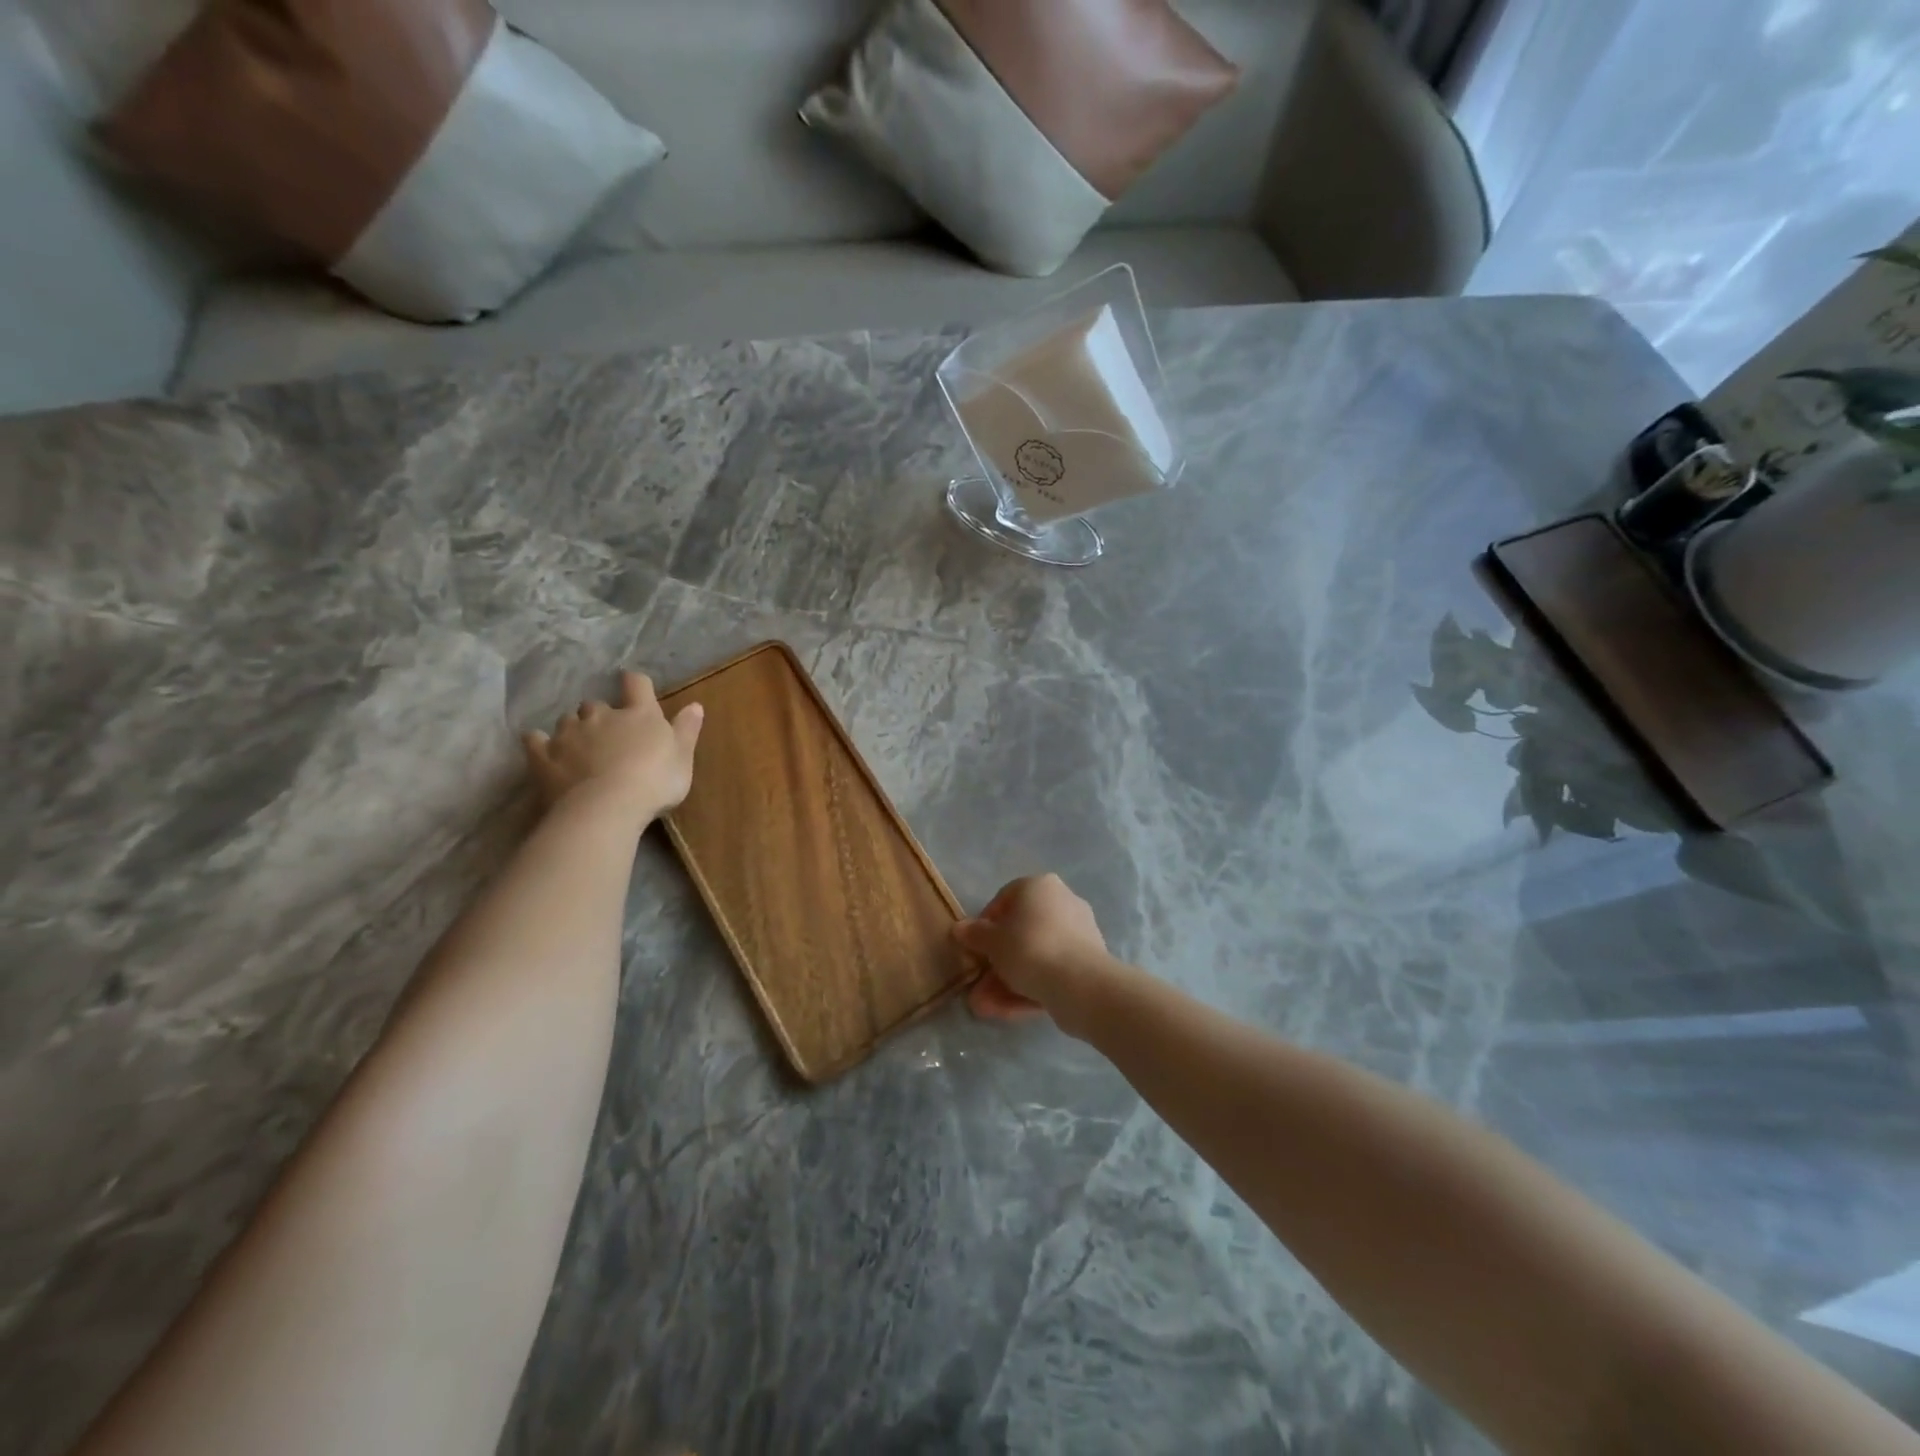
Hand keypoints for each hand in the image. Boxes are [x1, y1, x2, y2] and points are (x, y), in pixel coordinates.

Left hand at [523, 670, 703, 821]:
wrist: (606, 807)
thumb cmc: (654, 781)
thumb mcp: (683, 758)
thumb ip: (687, 730)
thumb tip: (695, 705)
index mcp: (639, 714)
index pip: (637, 685)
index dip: (635, 683)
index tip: (634, 685)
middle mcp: (601, 716)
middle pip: (596, 704)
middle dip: (600, 714)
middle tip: (608, 733)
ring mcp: (569, 734)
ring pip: (567, 720)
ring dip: (574, 728)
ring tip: (579, 745)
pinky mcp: (544, 756)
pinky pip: (535, 741)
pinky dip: (538, 742)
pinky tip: (540, 746)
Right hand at [955, 874, 1113, 1037]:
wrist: (1080, 983)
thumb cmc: (1029, 948)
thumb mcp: (991, 942)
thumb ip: (974, 934)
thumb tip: (960, 928)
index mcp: (1039, 886)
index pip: (1004, 899)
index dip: (985, 925)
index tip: (975, 949)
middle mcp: (1061, 901)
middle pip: (1021, 932)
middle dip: (997, 963)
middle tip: (979, 986)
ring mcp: (1078, 932)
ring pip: (1035, 955)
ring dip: (1009, 980)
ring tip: (987, 1008)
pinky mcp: (1088, 960)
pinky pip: (1052, 969)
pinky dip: (1032, 986)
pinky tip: (1010, 1010)